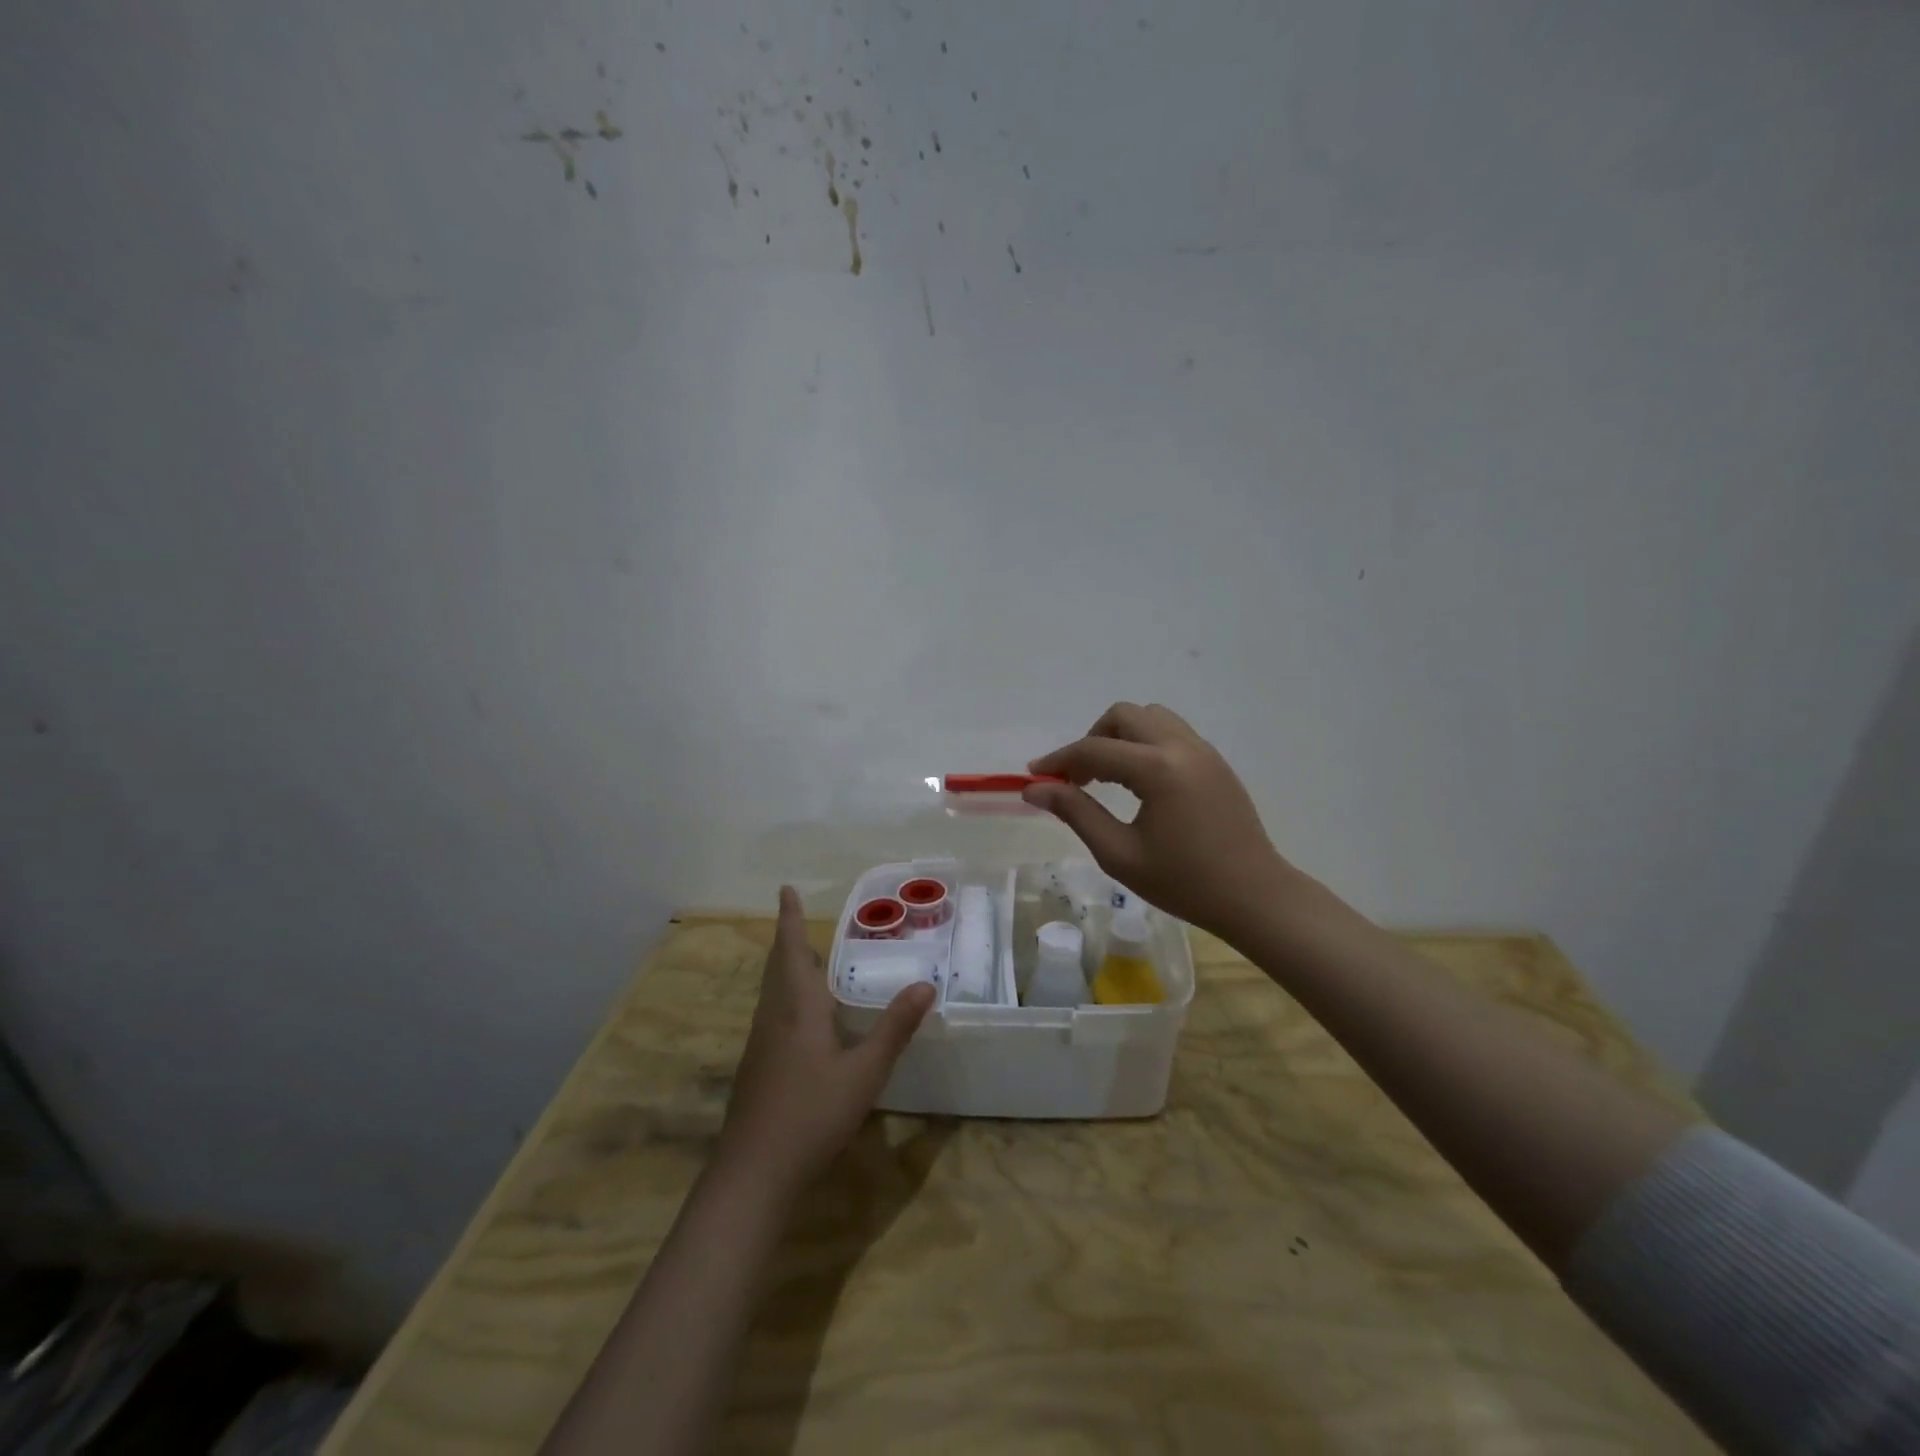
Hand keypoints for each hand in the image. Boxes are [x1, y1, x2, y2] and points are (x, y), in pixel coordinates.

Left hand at [720, 887, 935, 1189]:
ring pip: (772, 991)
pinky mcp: (757, 1067)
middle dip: (787, 938)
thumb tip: (926, 985)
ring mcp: (760, 1043)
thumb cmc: (812, 1114)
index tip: (784, 888)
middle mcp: (773, 1017)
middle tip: (797, 917)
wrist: (753, 1174)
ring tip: (808, 959)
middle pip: (777, 966)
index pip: (792, 950)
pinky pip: (773, 1013)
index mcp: (797, 1008)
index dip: (788, 918)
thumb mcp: (864, 1072)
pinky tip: (805, 1018)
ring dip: (786, 967)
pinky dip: (787, 996)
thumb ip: (894, 1028)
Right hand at [1024, 702, 1300, 941]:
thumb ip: (1076, 812)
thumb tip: (1035, 788)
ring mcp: (1204, 751)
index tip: (1035, 776)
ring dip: (1121, 737)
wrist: (1254, 897)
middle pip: (1124, 716)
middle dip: (1092, 740)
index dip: (1059, 760)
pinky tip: (1140, 783)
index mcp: (1158, 769)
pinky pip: (1172, 733)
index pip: (1094, 749)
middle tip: (1078, 778)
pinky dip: (1145, 744)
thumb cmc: (1184, 882)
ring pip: (1151, 718)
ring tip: (1109, 776)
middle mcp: (1182, 747)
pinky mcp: (1216, 762)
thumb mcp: (1119, 854)